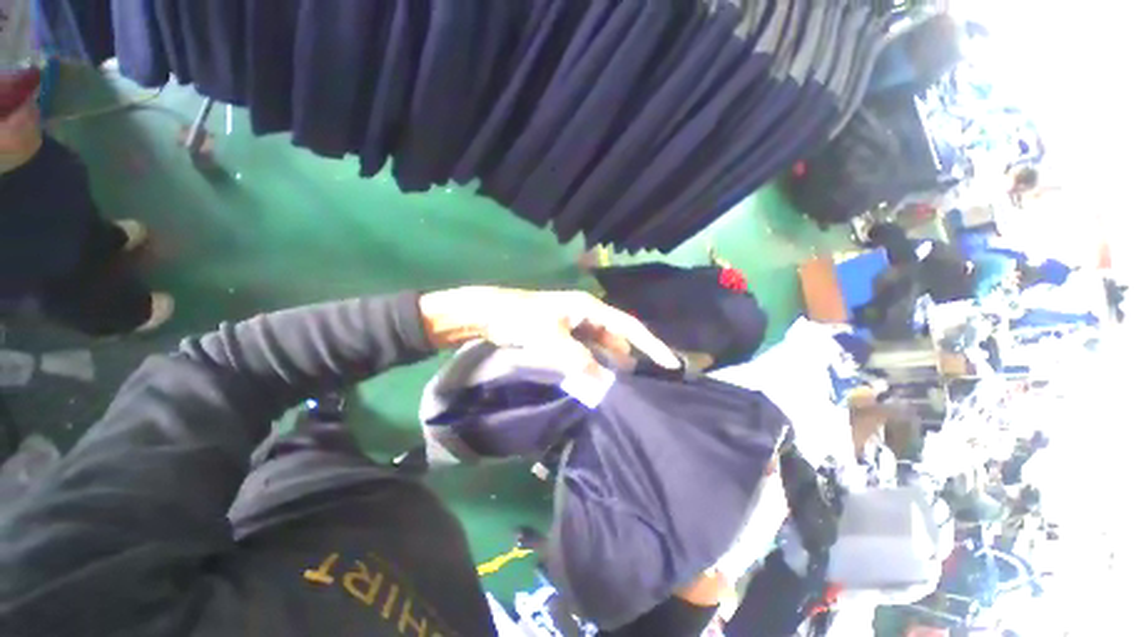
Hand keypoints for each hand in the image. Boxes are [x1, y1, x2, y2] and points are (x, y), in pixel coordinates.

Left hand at [418, 287, 679, 374]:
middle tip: (636, 385)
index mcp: (590, 308)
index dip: (649, 344)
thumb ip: (579, 360)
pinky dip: (592, 364)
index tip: (668, 362)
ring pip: (601, 347)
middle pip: (616, 338)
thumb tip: (603, 384)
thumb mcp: (553, 339)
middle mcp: (588, 315)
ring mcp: (576, 326)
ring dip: (608, 364)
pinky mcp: (565, 336)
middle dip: (626, 359)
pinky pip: (587, 351)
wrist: (492, 314)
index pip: (628, 326)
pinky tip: (594, 379)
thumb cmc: (524, 319)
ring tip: (617, 387)